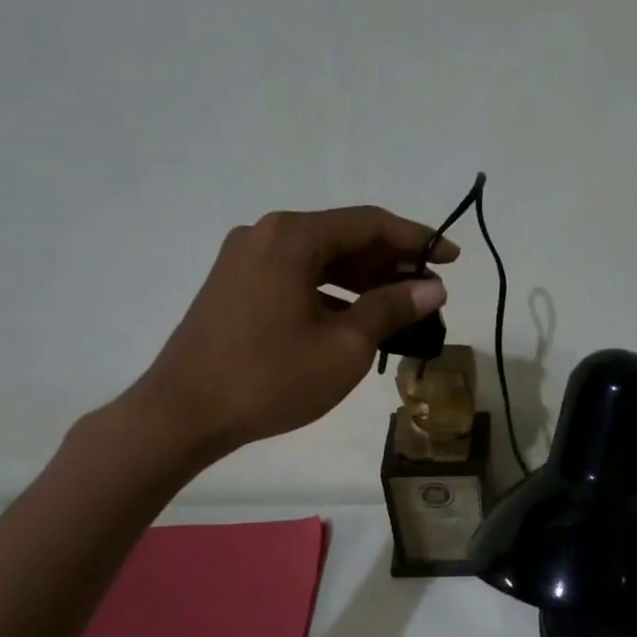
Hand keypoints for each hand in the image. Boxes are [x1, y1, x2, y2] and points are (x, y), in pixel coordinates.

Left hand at [123, 206, 456, 460]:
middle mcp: (266, 234)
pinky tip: (354, 319)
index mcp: (293, 236)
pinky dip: (330, 293)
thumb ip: (391, 308)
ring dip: (362, 280)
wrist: (184, 413)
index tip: (452, 258)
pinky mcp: (234, 286)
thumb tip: (432, 287)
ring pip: (318, 259)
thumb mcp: (344, 346)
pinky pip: (295, 277)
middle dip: (390, 262)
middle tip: (429, 289)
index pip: (370, 224)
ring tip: (400, 308)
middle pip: (343, 238)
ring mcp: (244, 260)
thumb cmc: (271, 378)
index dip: (416, 239)